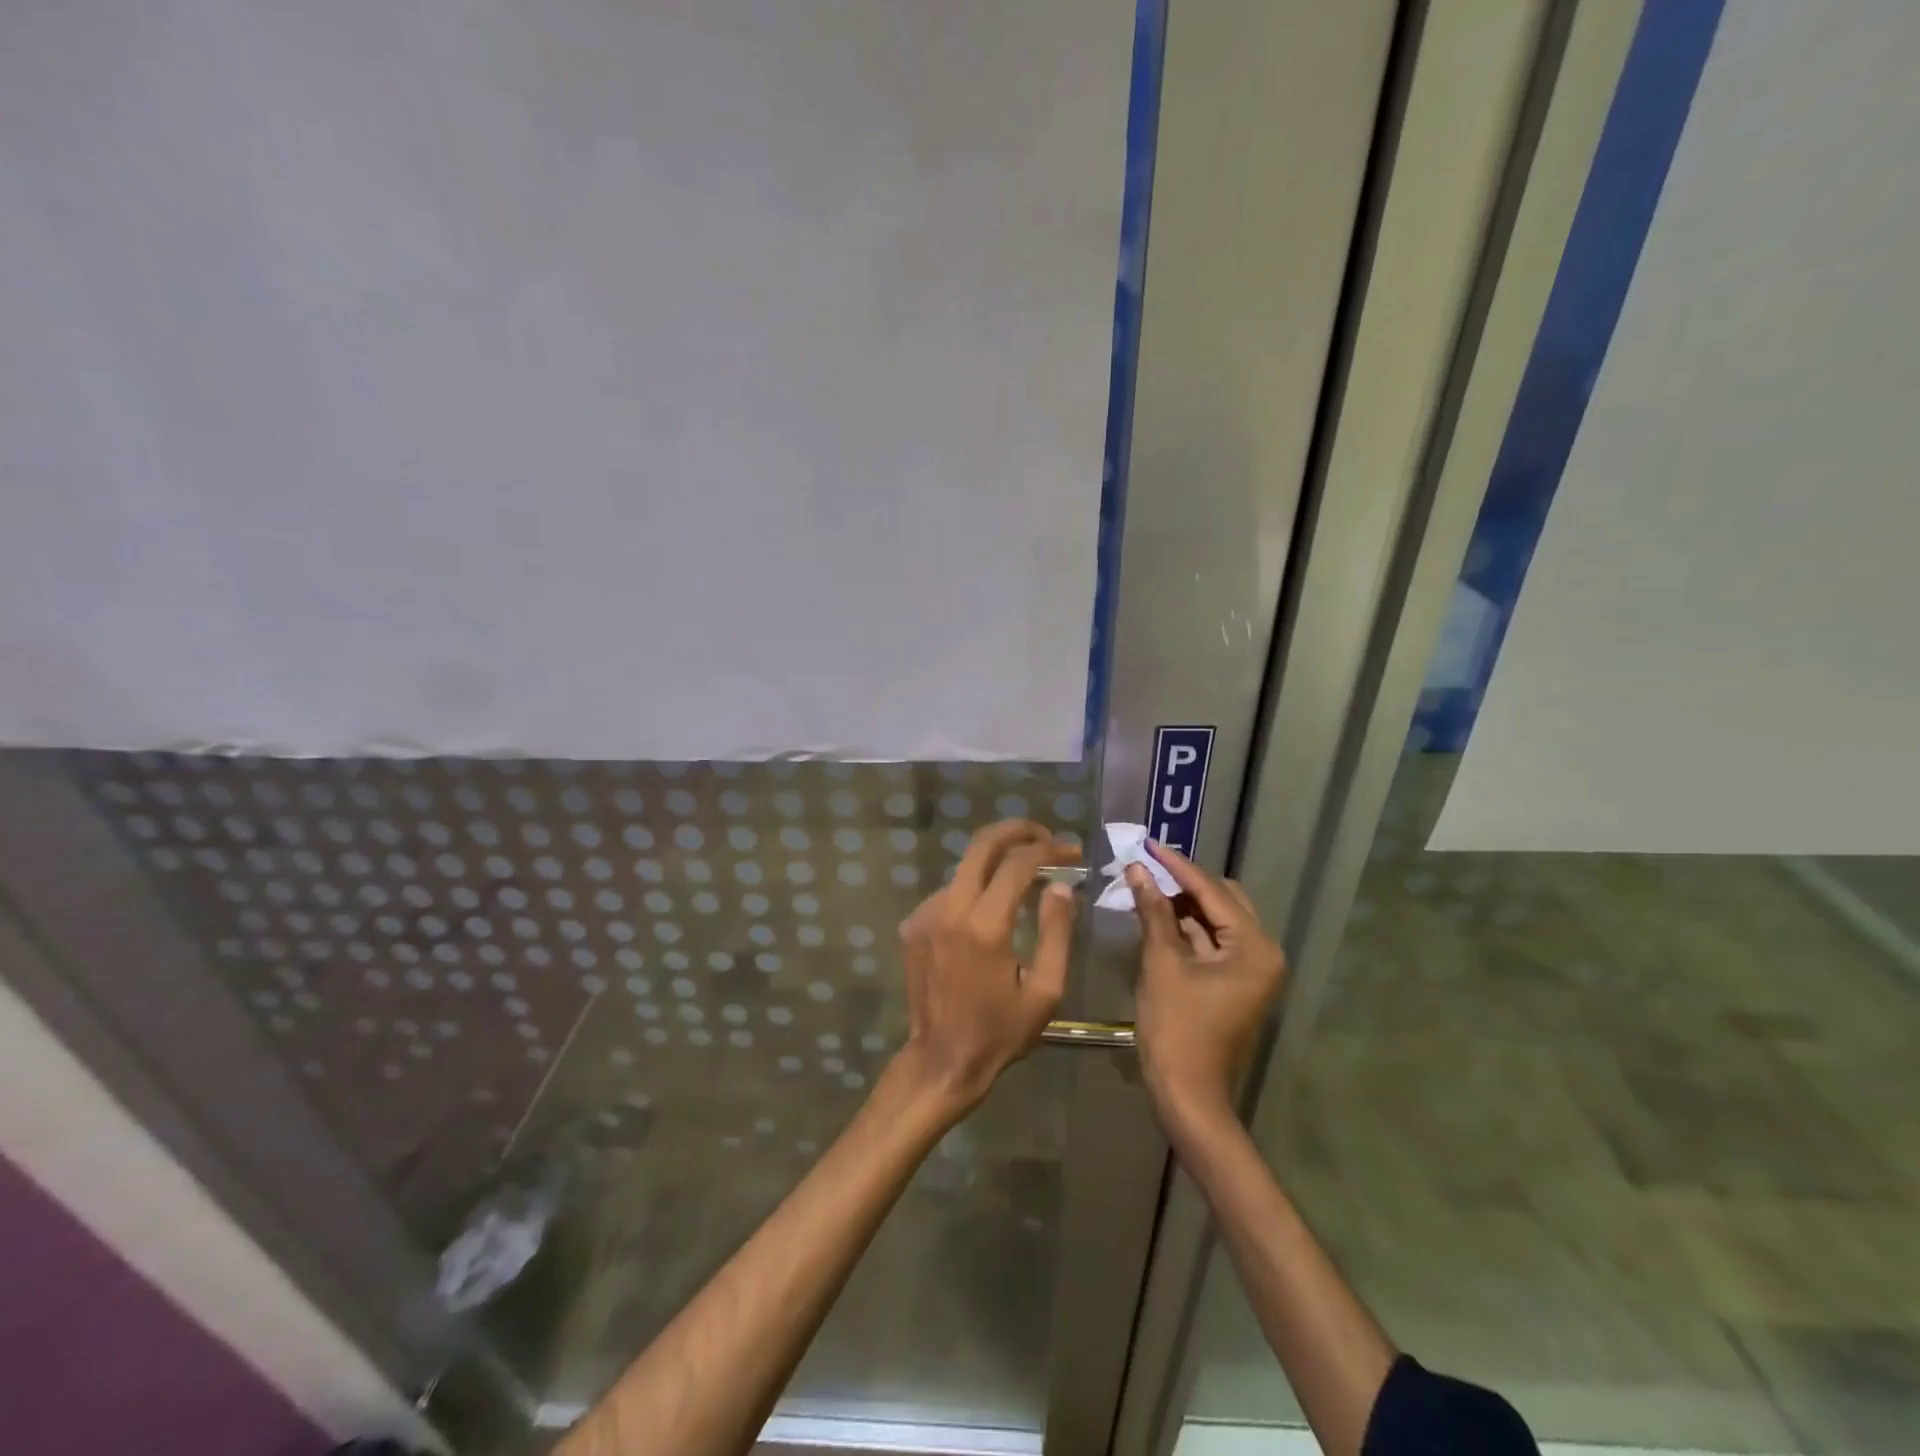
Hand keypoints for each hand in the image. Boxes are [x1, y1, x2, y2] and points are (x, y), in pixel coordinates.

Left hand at [894, 819, 1079, 1114]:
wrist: (941, 1061)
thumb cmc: (1000, 1032)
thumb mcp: (1045, 990)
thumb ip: (1056, 931)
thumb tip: (1061, 886)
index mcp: (985, 926)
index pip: (1017, 863)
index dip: (1049, 849)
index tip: (1072, 851)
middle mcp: (949, 909)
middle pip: (980, 844)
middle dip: (1016, 830)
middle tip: (1044, 837)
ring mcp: (925, 914)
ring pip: (964, 868)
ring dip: (995, 863)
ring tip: (1025, 877)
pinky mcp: (913, 925)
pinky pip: (949, 892)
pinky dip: (974, 889)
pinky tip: (991, 910)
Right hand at [1127, 841, 1285, 1123]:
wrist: (1188, 1095)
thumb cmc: (1176, 1029)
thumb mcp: (1161, 963)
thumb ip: (1153, 911)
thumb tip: (1138, 869)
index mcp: (1255, 947)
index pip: (1212, 891)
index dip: (1177, 866)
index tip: (1148, 843)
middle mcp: (1263, 953)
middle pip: (1221, 901)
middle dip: (1183, 882)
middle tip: (1146, 865)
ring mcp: (1251, 971)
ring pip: (1215, 921)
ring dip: (1182, 904)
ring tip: (1145, 884)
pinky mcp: (1235, 983)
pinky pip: (1211, 942)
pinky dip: (1186, 928)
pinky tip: (1156, 914)